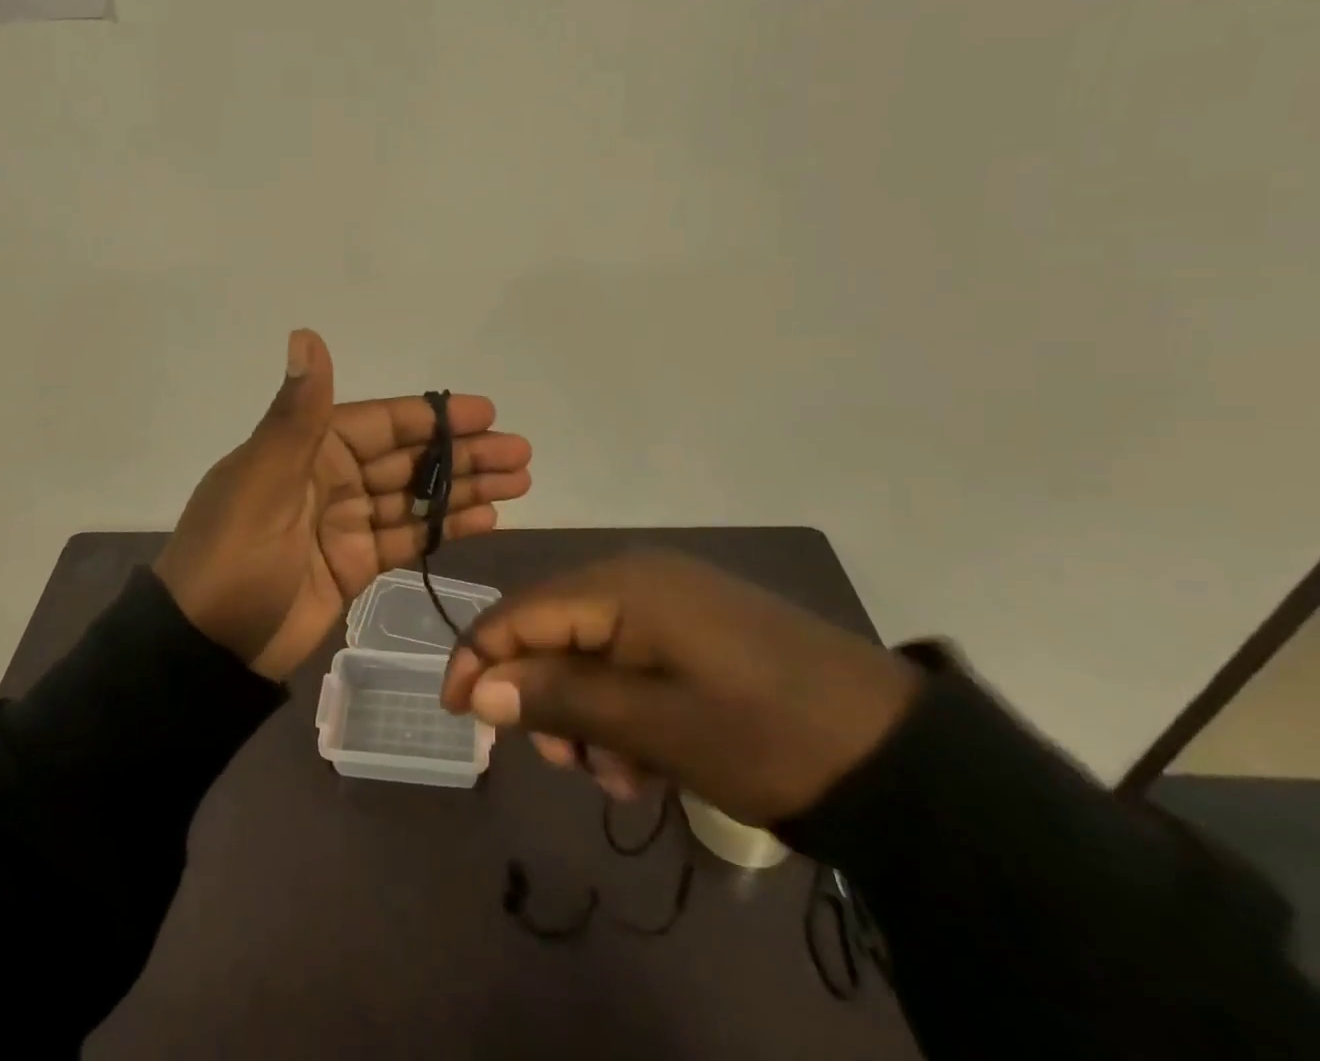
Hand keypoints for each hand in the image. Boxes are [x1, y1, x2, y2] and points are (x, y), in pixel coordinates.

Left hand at [154, 329, 532, 679]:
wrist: (206, 647)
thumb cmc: (235, 554)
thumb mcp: (264, 478)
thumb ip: (298, 412)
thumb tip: (305, 333)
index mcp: (308, 448)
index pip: (383, 423)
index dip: (435, 417)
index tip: (487, 413)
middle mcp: (330, 478)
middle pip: (408, 459)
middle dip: (463, 454)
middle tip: (520, 453)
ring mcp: (344, 523)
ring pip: (414, 497)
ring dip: (464, 489)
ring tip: (519, 482)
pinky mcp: (353, 565)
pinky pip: (406, 538)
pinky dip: (443, 528)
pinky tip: (486, 518)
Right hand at [439, 552, 921, 825]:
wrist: (897, 752)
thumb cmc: (765, 734)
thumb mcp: (655, 726)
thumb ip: (561, 699)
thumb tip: (478, 688)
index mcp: (622, 585)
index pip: (521, 612)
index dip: (480, 658)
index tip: (454, 713)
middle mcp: (637, 577)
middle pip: (553, 632)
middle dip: (546, 699)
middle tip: (570, 765)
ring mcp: (670, 601)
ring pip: (590, 652)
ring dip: (588, 715)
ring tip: (624, 774)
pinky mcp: (695, 628)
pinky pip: (630, 660)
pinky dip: (624, 709)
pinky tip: (651, 759)